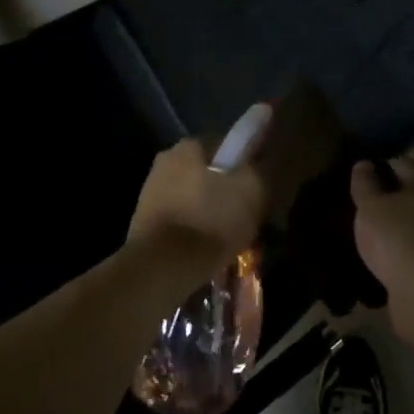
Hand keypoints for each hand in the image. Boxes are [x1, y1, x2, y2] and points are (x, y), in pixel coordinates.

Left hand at [128, 138, 269, 282]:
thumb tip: (268, 157)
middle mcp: (166, 161)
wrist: (162, 268)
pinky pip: (182, 219)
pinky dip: (196, 229)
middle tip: (249, 216)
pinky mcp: (145, 221)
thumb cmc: (211, 220)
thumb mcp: (253, 190)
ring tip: (232, 238)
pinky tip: (210, 249)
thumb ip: (264, 167)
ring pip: (195, 197)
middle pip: (210, 173)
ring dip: (212, 211)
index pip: (228, 146)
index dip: (249, 165)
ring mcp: (151, 191)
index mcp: (189, 145)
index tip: (261, 188)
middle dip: (228, 191)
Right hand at [351, 157, 413, 344]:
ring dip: (389, 223)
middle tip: (356, 201)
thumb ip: (365, 183)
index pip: (400, 162)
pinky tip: (376, 254)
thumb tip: (364, 164)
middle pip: (408, 192)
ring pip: (408, 221)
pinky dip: (394, 248)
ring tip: (362, 228)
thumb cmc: (397, 238)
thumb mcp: (371, 206)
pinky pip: (409, 247)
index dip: (378, 163)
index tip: (356, 171)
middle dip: (384, 194)